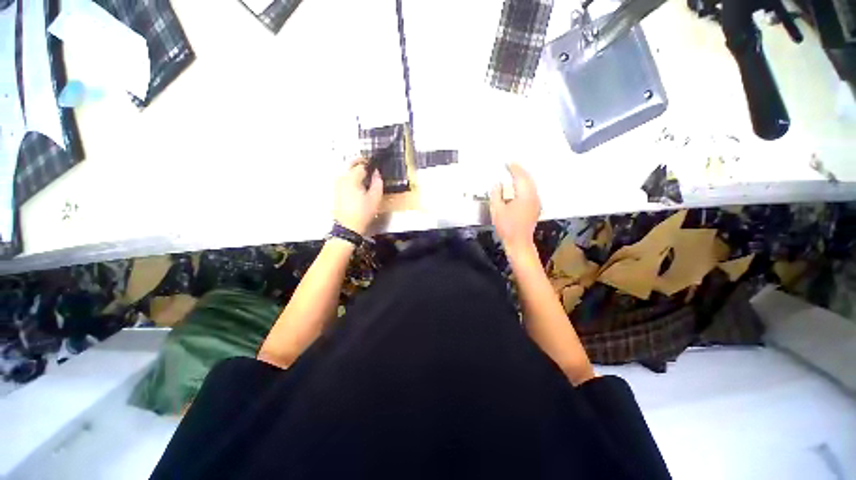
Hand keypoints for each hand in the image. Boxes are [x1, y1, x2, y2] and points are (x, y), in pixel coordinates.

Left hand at [334, 159, 382, 235]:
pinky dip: (353, 180)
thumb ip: (377, 182)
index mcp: (351, 178)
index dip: (370, 165)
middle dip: (362, 165)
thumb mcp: (375, 198)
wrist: (348, 227)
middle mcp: (342, 178)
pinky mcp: (336, 191)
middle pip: (352, 165)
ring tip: (367, 181)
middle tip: (372, 170)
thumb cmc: (363, 213)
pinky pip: (346, 179)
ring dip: (357, 173)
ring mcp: (337, 184)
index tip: (377, 168)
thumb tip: (377, 173)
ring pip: (348, 172)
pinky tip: (360, 188)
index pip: (362, 165)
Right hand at [490, 163, 540, 253]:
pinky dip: (526, 185)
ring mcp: (536, 202)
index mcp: (524, 195)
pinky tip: (520, 187)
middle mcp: (533, 196)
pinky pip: (532, 191)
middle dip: (520, 171)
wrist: (519, 242)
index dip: (514, 168)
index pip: (520, 177)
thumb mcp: (497, 210)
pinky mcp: (535, 208)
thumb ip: (496, 195)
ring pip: (531, 184)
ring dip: (524, 178)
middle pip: (528, 179)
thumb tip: (497, 184)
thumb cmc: (507, 227)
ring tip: (515, 173)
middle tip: (511, 165)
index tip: (507, 163)